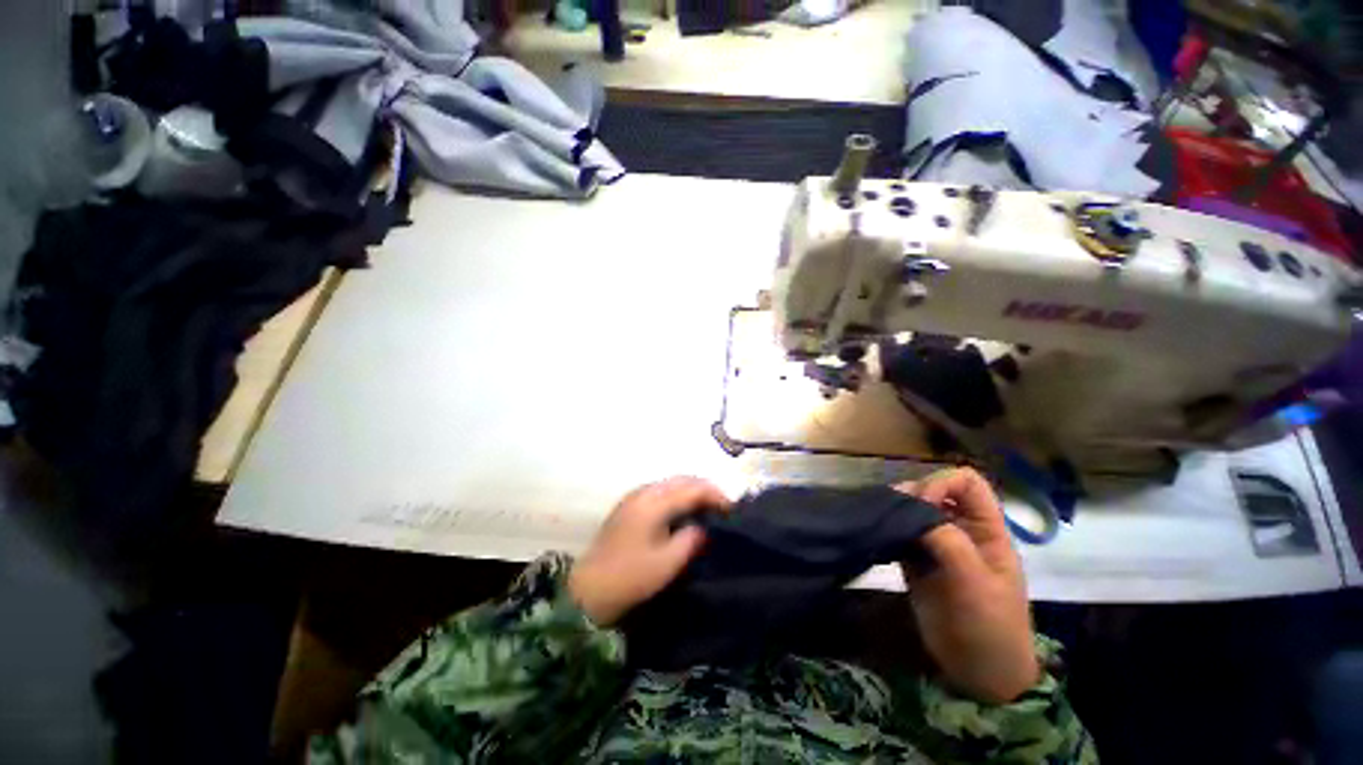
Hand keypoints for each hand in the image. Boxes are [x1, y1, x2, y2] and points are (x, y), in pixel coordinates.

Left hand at [569, 477, 730, 625]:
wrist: (588, 589)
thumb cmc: (630, 577)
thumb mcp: (667, 564)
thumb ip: (690, 540)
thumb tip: (703, 527)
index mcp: (654, 502)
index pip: (692, 488)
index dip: (715, 495)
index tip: (732, 509)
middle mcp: (644, 492)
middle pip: (681, 479)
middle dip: (704, 489)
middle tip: (722, 507)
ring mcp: (634, 497)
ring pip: (670, 483)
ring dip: (690, 490)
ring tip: (707, 508)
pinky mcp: (629, 505)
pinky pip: (660, 491)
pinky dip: (677, 495)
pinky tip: (683, 511)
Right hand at [896, 468, 1038, 703]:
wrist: (976, 674)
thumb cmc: (990, 628)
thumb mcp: (976, 584)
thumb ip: (948, 542)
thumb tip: (911, 510)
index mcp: (987, 529)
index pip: (967, 482)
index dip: (942, 484)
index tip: (921, 505)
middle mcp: (961, 529)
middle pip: (934, 490)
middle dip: (913, 496)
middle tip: (895, 516)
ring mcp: (937, 545)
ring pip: (912, 509)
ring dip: (895, 511)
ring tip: (881, 524)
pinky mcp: (915, 560)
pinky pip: (899, 531)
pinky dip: (887, 528)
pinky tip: (877, 535)